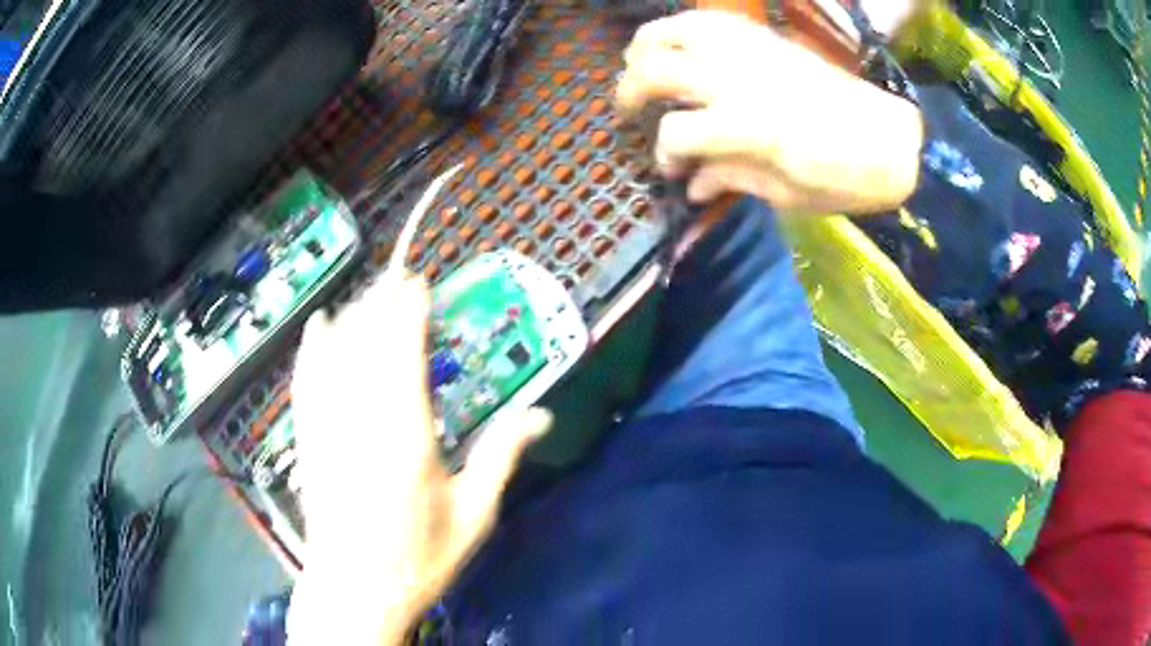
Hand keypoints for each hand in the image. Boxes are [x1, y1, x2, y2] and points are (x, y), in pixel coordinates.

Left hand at [287, 271, 551, 644]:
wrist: (356, 588)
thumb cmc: (420, 558)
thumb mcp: (473, 515)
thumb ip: (501, 457)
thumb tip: (540, 415)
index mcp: (405, 436)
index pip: (402, 351)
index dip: (408, 309)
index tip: (420, 283)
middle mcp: (359, 420)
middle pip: (365, 341)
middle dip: (382, 303)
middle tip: (402, 282)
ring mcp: (326, 426)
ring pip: (334, 352)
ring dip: (354, 317)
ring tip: (374, 299)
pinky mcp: (307, 437)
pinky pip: (305, 377)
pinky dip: (312, 345)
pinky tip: (320, 324)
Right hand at [616, 10, 922, 213]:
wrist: (893, 141)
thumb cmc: (846, 178)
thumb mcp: (787, 194)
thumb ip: (731, 180)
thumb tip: (691, 184)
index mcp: (750, 127)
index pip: (676, 133)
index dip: (665, 155)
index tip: (672, 170)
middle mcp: (741, 80)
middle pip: (657, 69)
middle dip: (629, 91)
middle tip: (629, 110)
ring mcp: (752, 52)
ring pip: (675, 29)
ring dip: (647, 45)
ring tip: (642, 64)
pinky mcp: (766, 40)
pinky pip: (709, 20)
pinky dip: (683, 28)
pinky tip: (681, 44)